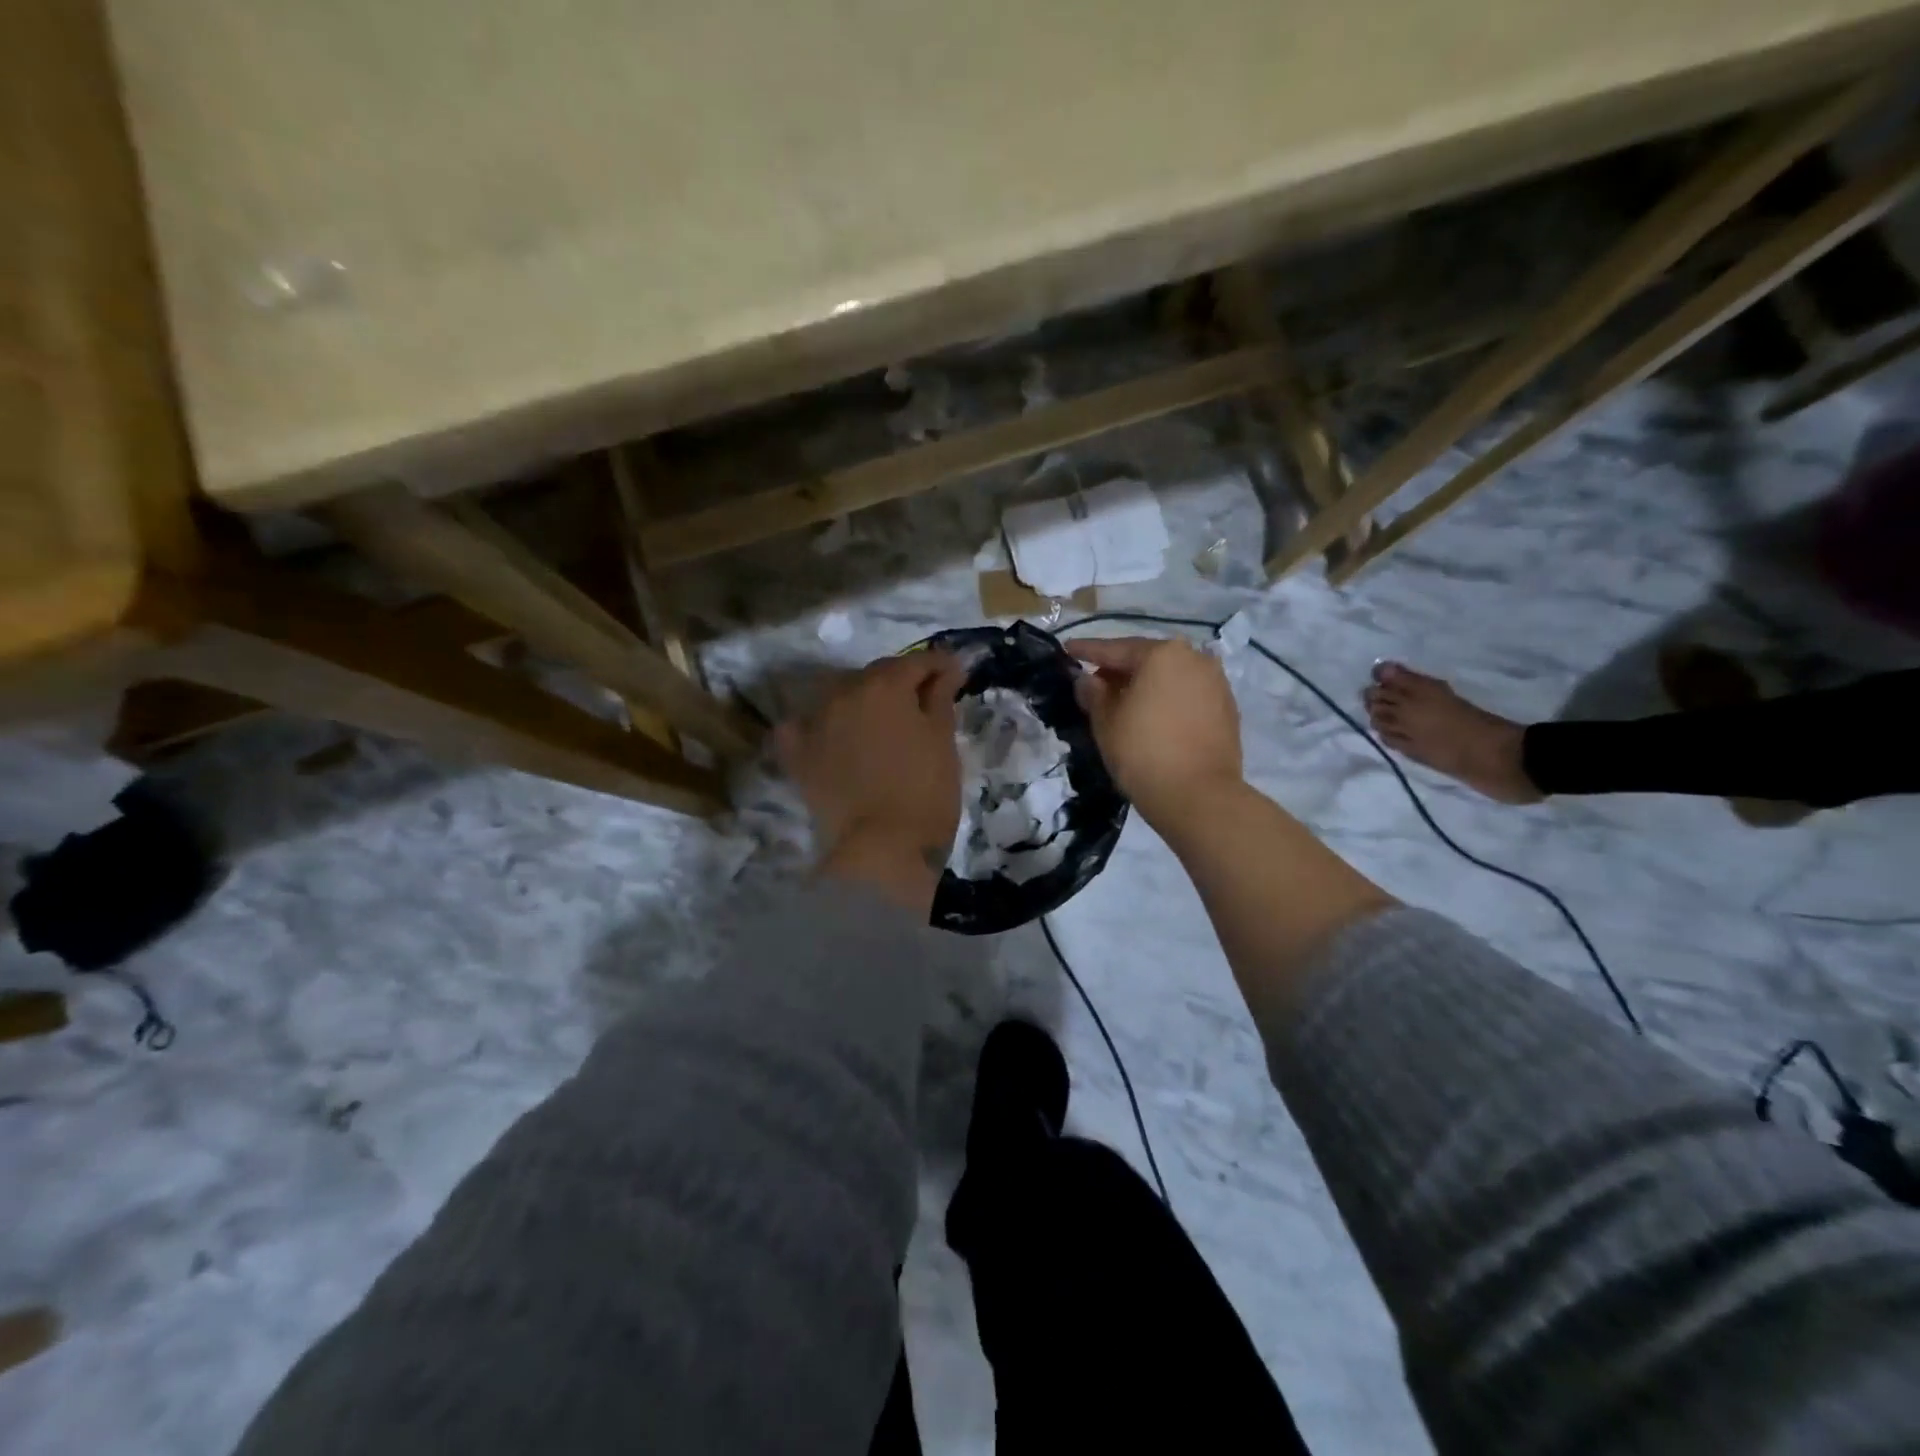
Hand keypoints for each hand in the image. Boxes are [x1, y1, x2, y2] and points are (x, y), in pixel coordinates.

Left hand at [776, 651, 969, 912]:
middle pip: (875, 675)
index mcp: (883, 685)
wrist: (883, 848)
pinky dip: (818, 725)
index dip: (939, 665)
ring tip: (881, 722)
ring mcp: (814, 721)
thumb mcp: (942, 740)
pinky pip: (802, 725)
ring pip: (841, 696)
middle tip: (922, 701)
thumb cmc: (925, 791)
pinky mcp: (796, 753)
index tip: (955, 675)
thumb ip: (940, 696)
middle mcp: (842, 692)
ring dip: (862, 700)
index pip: (915, 662)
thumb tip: (947, 667)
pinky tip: (831, 736)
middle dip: (900, 682)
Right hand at [1068, 636, 1243, 828]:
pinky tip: (1152, 716)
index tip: (1068, 649)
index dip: (1088, 650)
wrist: (1199, 797)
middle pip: (1147, 659)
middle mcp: (1194, 658)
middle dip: (1120, 669)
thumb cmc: (1143, 753)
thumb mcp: (1106, 722)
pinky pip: (1188, 695)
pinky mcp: (1227, 708)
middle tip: (1094, 682)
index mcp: (1162, 654)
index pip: (1116, 649)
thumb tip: (1088, 679)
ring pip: (1170, 677)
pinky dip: (1167, 699)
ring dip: (1146, 685)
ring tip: (1123, 701)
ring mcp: (1216, 683)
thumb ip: (1094, 694)